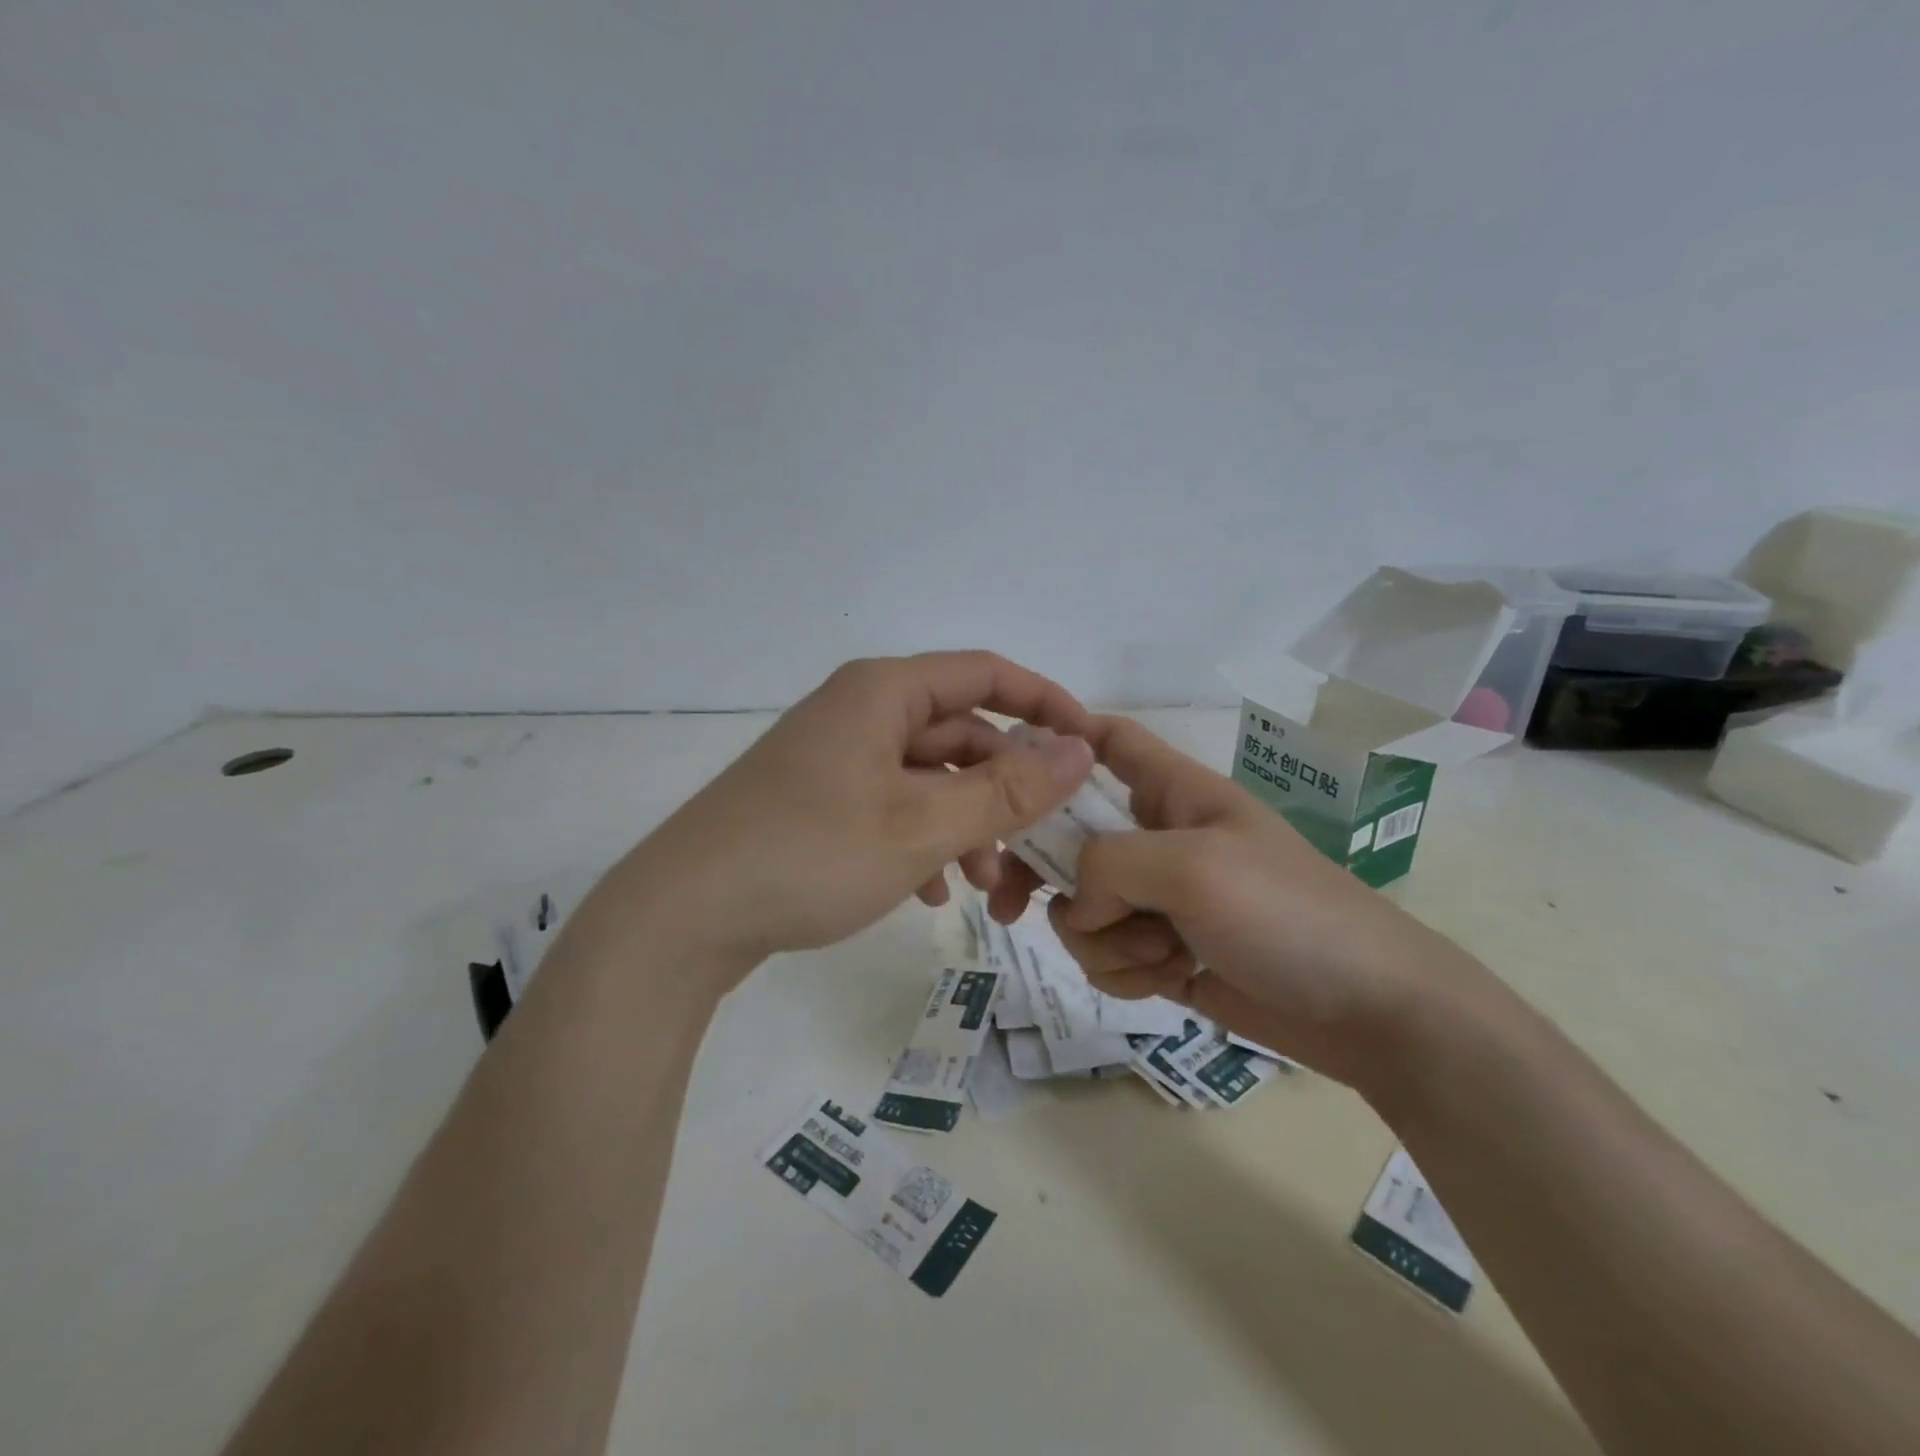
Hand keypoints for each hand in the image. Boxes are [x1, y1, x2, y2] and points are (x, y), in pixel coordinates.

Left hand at [611, 653, 1095, 978]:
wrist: (683, 916)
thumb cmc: (810, 855)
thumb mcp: (922, 825)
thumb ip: (1008, 788)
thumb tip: (1079, 747)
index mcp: (883, 692)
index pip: (986, 675)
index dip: (1044, 704)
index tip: (1088, 747)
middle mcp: (859, 712)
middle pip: (959, 735)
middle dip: (1004, 792)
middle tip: (1038, 848)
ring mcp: (835, 758)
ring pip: (928, 779)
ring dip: (966, 826)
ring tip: (985, 888)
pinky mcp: (818, 801)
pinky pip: (892, 807)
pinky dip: (922, 843)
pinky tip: (929, 894)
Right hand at [1033, 716, 1482, 1088]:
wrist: (1370, 1011)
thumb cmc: (1288, 914)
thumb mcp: (1192, 866)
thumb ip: (1109, 864)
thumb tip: (1074, 902)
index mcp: (1171, 792)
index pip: (1108, 740)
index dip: (1059, 738)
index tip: (1009, 770)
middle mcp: (1157, 839)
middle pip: (1068, 836)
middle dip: (1040, 873)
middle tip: (1011, 905)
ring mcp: (1159, 899)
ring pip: (1082, 907)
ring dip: (1103, 938)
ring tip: (1160, 952)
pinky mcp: (1161, 953)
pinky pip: (1107, 954)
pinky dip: (1126, 971)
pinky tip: (1170, 979)